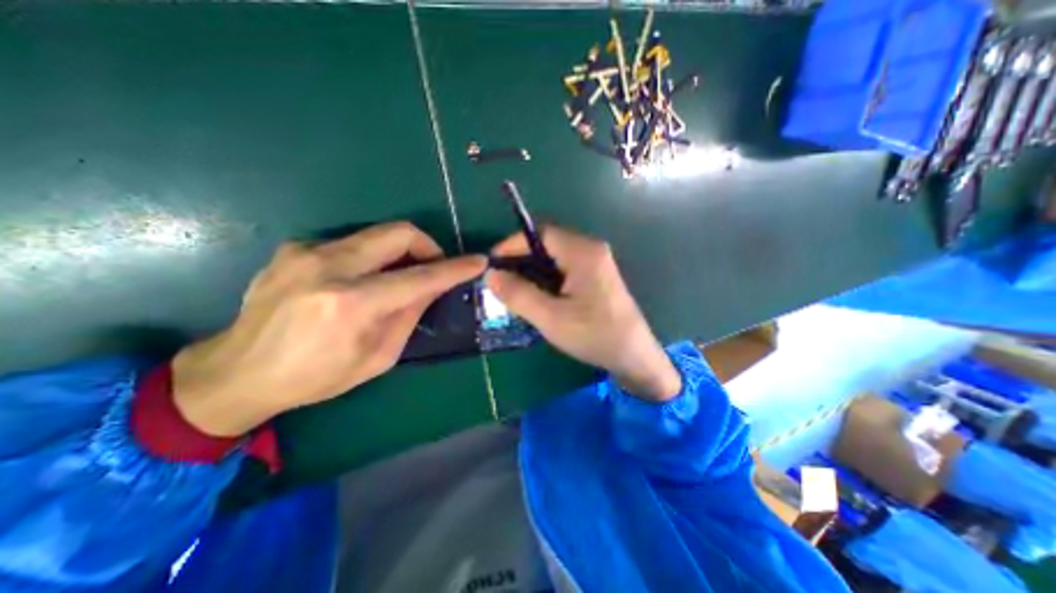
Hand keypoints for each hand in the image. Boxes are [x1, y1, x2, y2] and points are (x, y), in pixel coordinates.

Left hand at [174, 223, 484, 433]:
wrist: (236, 372)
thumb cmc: (316, 376)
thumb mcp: (378, 357)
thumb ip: (409, 315)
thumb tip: (431, 287)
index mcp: (352, 304)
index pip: (420, 277)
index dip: (454, 268)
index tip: (477, 261)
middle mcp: (328, 267)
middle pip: (398, 233)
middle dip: (427, 246)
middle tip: (432, 267)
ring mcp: (306, 251)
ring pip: (376, 235)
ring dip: (398, 253)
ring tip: (395, 279)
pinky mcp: (294, 248)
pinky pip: (351, 244)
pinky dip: (369, 258)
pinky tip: (358, 282)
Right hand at [489, 227, 685, 401]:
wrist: (634, 356)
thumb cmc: (594, 335)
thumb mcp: (550, 318)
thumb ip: (518, 294)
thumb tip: (490, 274)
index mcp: (583, 252)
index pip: (540, 234)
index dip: (512, 244)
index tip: (491, 263)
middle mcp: (591, 249)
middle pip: (547, 243)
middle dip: (521, 259)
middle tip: (501, 281)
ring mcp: (596, 262)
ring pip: (554, 257)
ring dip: (532, 270)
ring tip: (514, 290)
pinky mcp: (596, 276)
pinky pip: (564, 267)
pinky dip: (546, 277)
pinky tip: (537, 296)